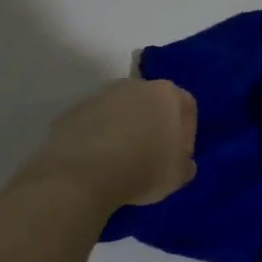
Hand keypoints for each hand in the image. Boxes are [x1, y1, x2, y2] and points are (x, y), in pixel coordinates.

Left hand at [21, 78, 196, 212]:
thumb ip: (184, 164)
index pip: (186, 106)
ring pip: (122, 110)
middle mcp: (135, 85)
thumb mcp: (177, 176)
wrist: (83, 173)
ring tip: (122, 160)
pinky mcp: (75, 110)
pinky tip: (99, 161)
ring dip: (126, 129)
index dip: (186, 132)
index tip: (179, 155)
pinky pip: (96, 122)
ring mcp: (102, 95)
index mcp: (166, 94)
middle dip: (154, 125)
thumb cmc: (143, 169)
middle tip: (152, 156)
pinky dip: (100, 136)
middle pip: (152, 103)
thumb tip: (182, 161)